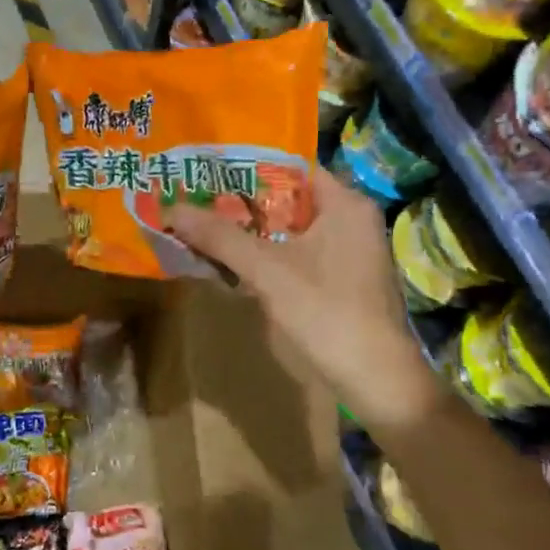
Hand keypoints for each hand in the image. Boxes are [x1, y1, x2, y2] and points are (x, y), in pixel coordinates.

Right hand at [165, 168, 435, 424]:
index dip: (247, 166)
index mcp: (345, 204)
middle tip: (197, 196)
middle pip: (287, 198)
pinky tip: (233, 260)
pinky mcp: (342, 279)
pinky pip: (296, 252)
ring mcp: (349, 251)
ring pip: (290, 228)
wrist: (377, 382)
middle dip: (242, 200)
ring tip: (205, 223)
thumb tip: (171, 208)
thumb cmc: (328, 313)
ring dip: (251, 229)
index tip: (207, 170)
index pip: (290, 167)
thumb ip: (221, 237)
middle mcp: (351, 219)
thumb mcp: (268, 271)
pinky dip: (267, 253)